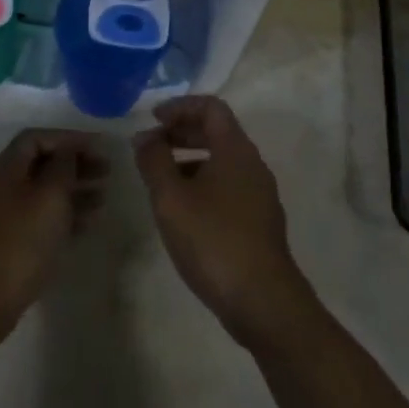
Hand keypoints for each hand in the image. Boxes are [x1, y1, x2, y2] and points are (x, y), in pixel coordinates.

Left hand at [0, 128, 106, 348]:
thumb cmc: (22, 240)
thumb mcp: (50, 196)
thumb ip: (63, 166)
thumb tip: (70, 149)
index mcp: (5, 169)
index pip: (37, 138)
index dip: (69, 138)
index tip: (98, 147)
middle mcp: (0, 186)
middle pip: (41, 163)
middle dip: (74, 164)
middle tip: (107, 170)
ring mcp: (2, 215)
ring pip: (42, 191)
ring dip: (73, 189)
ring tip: (103, 197)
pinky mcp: (8, 241)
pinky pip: (40, 216)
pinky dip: (63, 214)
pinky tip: (87, 223)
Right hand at [135, 96, 314, 349]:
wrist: (263, 301)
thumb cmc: (213, 239)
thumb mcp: (171, 198)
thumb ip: (154, 161)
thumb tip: (145, 136)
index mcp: (236, 150)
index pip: (211, 107)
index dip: (180, 106)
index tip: (153, 118)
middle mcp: (253, 165)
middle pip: (217, 132)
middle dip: (182, 133)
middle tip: (151, 145)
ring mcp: (259, 194)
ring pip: (222, 161)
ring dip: (190, 160)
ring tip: (160, 179)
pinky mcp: (259, 221)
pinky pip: (228, 186)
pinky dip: (202, 183)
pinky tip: (182, 209)